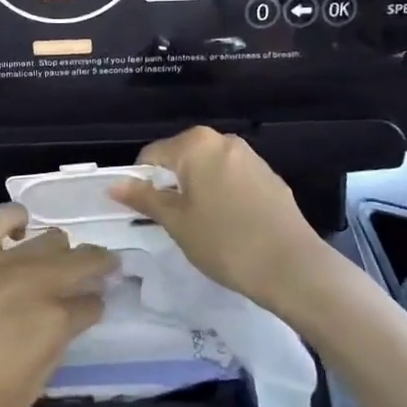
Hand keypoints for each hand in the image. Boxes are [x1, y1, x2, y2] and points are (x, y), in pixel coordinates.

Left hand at [0, 205, 114, 406]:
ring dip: (61, 248)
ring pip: (52, 237)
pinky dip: (18, 219)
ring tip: (56, 255)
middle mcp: (41, 282)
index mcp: (55, 322)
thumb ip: (47, 362)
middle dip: (100, 263)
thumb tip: (55, 338)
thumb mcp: (19, 396)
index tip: (93, 309)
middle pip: (86, 261)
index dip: (96, 307)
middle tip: (103, 266)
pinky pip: (7, 216)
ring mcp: (8, 256)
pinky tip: (19, 227)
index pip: (92, 306)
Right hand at [108, 127, 332, 312]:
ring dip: (197, 191)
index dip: (142, 183)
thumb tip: (114, 184)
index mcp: (196, 144)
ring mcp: (250, 157)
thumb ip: (145, 198)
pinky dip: (222, 196)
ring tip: (202, 227)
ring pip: (208, 169)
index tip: (146, 213)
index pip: (152, 155)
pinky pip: (232, 179)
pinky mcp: (269, 177)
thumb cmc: (225, 242)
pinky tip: (230, 226)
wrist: (293, 267)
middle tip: (173, 222)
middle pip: (181, 158)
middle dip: (172, 186)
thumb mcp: (177, 222)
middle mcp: (223, 140)